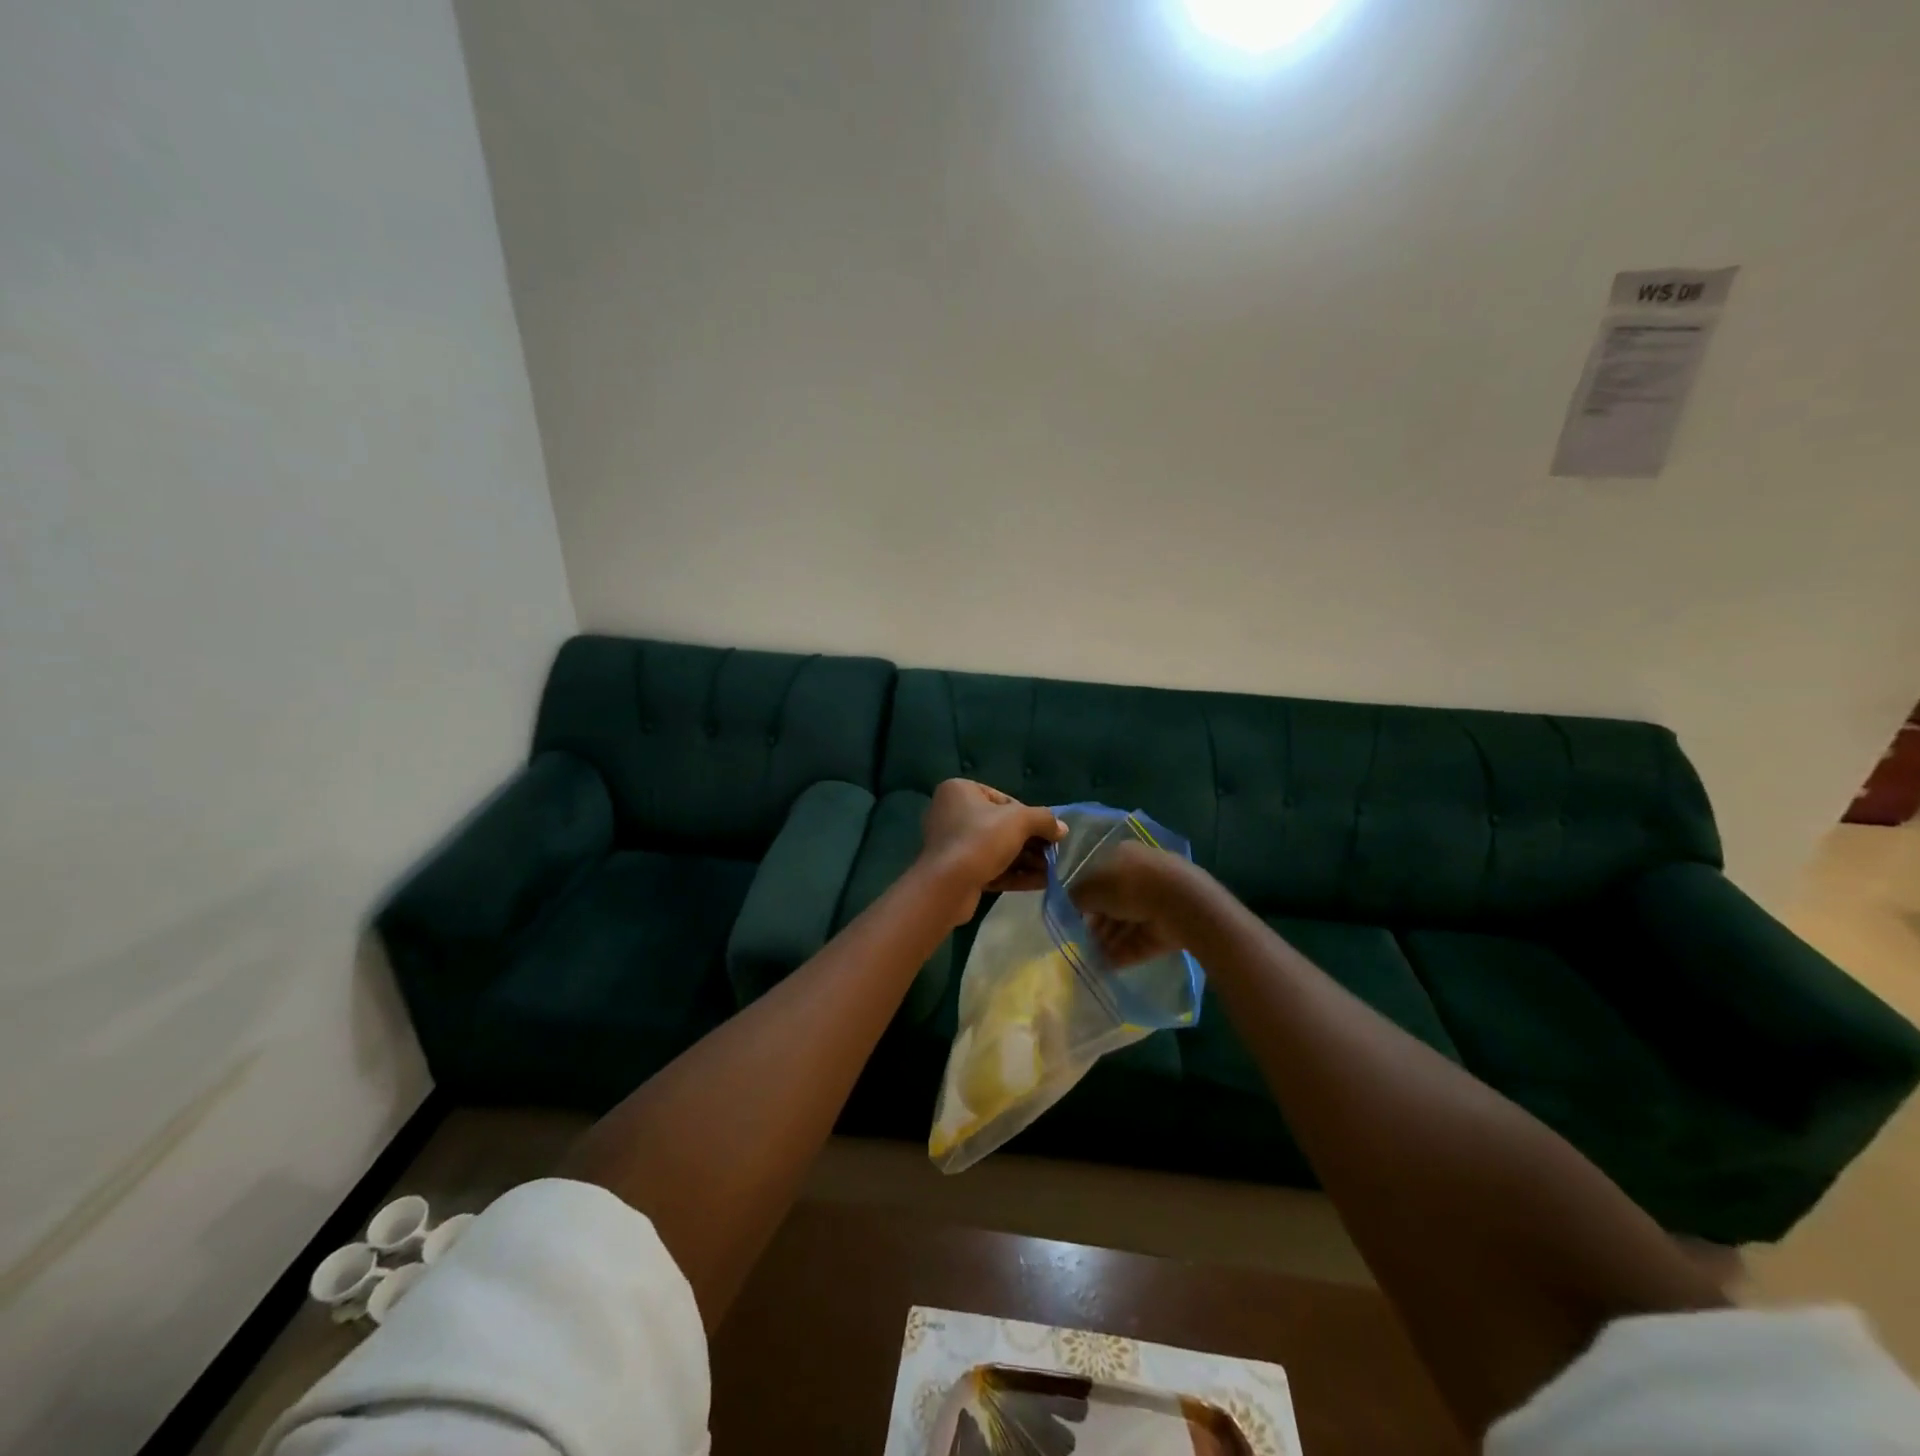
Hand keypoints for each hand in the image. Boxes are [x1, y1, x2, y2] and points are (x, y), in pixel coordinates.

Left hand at [919, 779, 1068, 924]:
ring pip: (997, 849)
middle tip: (1054, 854)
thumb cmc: (981, 840)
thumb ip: (1044, 820)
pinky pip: (990, 867)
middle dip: (1031, 842)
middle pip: (1002, 826)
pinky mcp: (956, 871)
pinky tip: (1040, 883)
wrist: (947, 886)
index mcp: (960, 791)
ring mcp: (952, 844)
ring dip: (1026, 860)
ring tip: (1052, 872)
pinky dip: (1014, 874)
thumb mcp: (1019, 821)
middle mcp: (952, 813)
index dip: (1029, 817)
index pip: (1004, 800)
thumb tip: (1062, 828)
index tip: (1048, 833)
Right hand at [1069, 839, 1195, 967]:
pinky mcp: (1168, 927)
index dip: (1085, 896)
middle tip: (1083, 940)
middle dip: (1097, 923)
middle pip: (1113, 902)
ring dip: (1108, 941)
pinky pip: (1140, 940)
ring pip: (1126, 923)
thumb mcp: (1092, 888)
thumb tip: (1073, 903)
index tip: (1074, 915)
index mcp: (1123, 856)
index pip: (1099, 876)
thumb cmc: (1128, 885)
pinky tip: (1107, 967)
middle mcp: (1140, 876)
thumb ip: (1078, 896)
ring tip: (1092, 958)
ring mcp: (1157, 902)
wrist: (1179, 903)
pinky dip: (1124, 953)